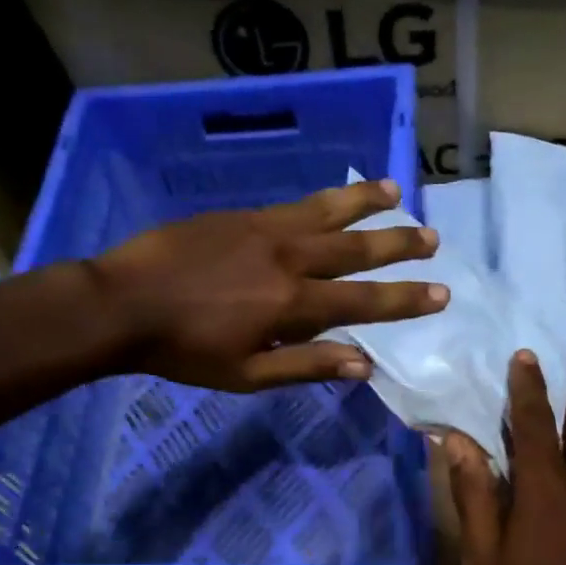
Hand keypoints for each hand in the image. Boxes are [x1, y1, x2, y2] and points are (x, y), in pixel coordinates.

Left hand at [91, 178, 446, 390]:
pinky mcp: (242, 216)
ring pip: (327, 211)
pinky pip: (295, 204)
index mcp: (292, 304)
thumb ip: (307, 366)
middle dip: (397, 243)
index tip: (441, 292)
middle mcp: (289, 259)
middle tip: (432, 237)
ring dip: (365, 202)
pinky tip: (335, 196)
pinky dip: (324, 199)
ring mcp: (265, 230)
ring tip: (395, 189)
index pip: (363, 300)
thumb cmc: (185, 350)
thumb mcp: (246, 375)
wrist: (124, 303)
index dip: (405, 298)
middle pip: (355, 248)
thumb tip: (363, 365)